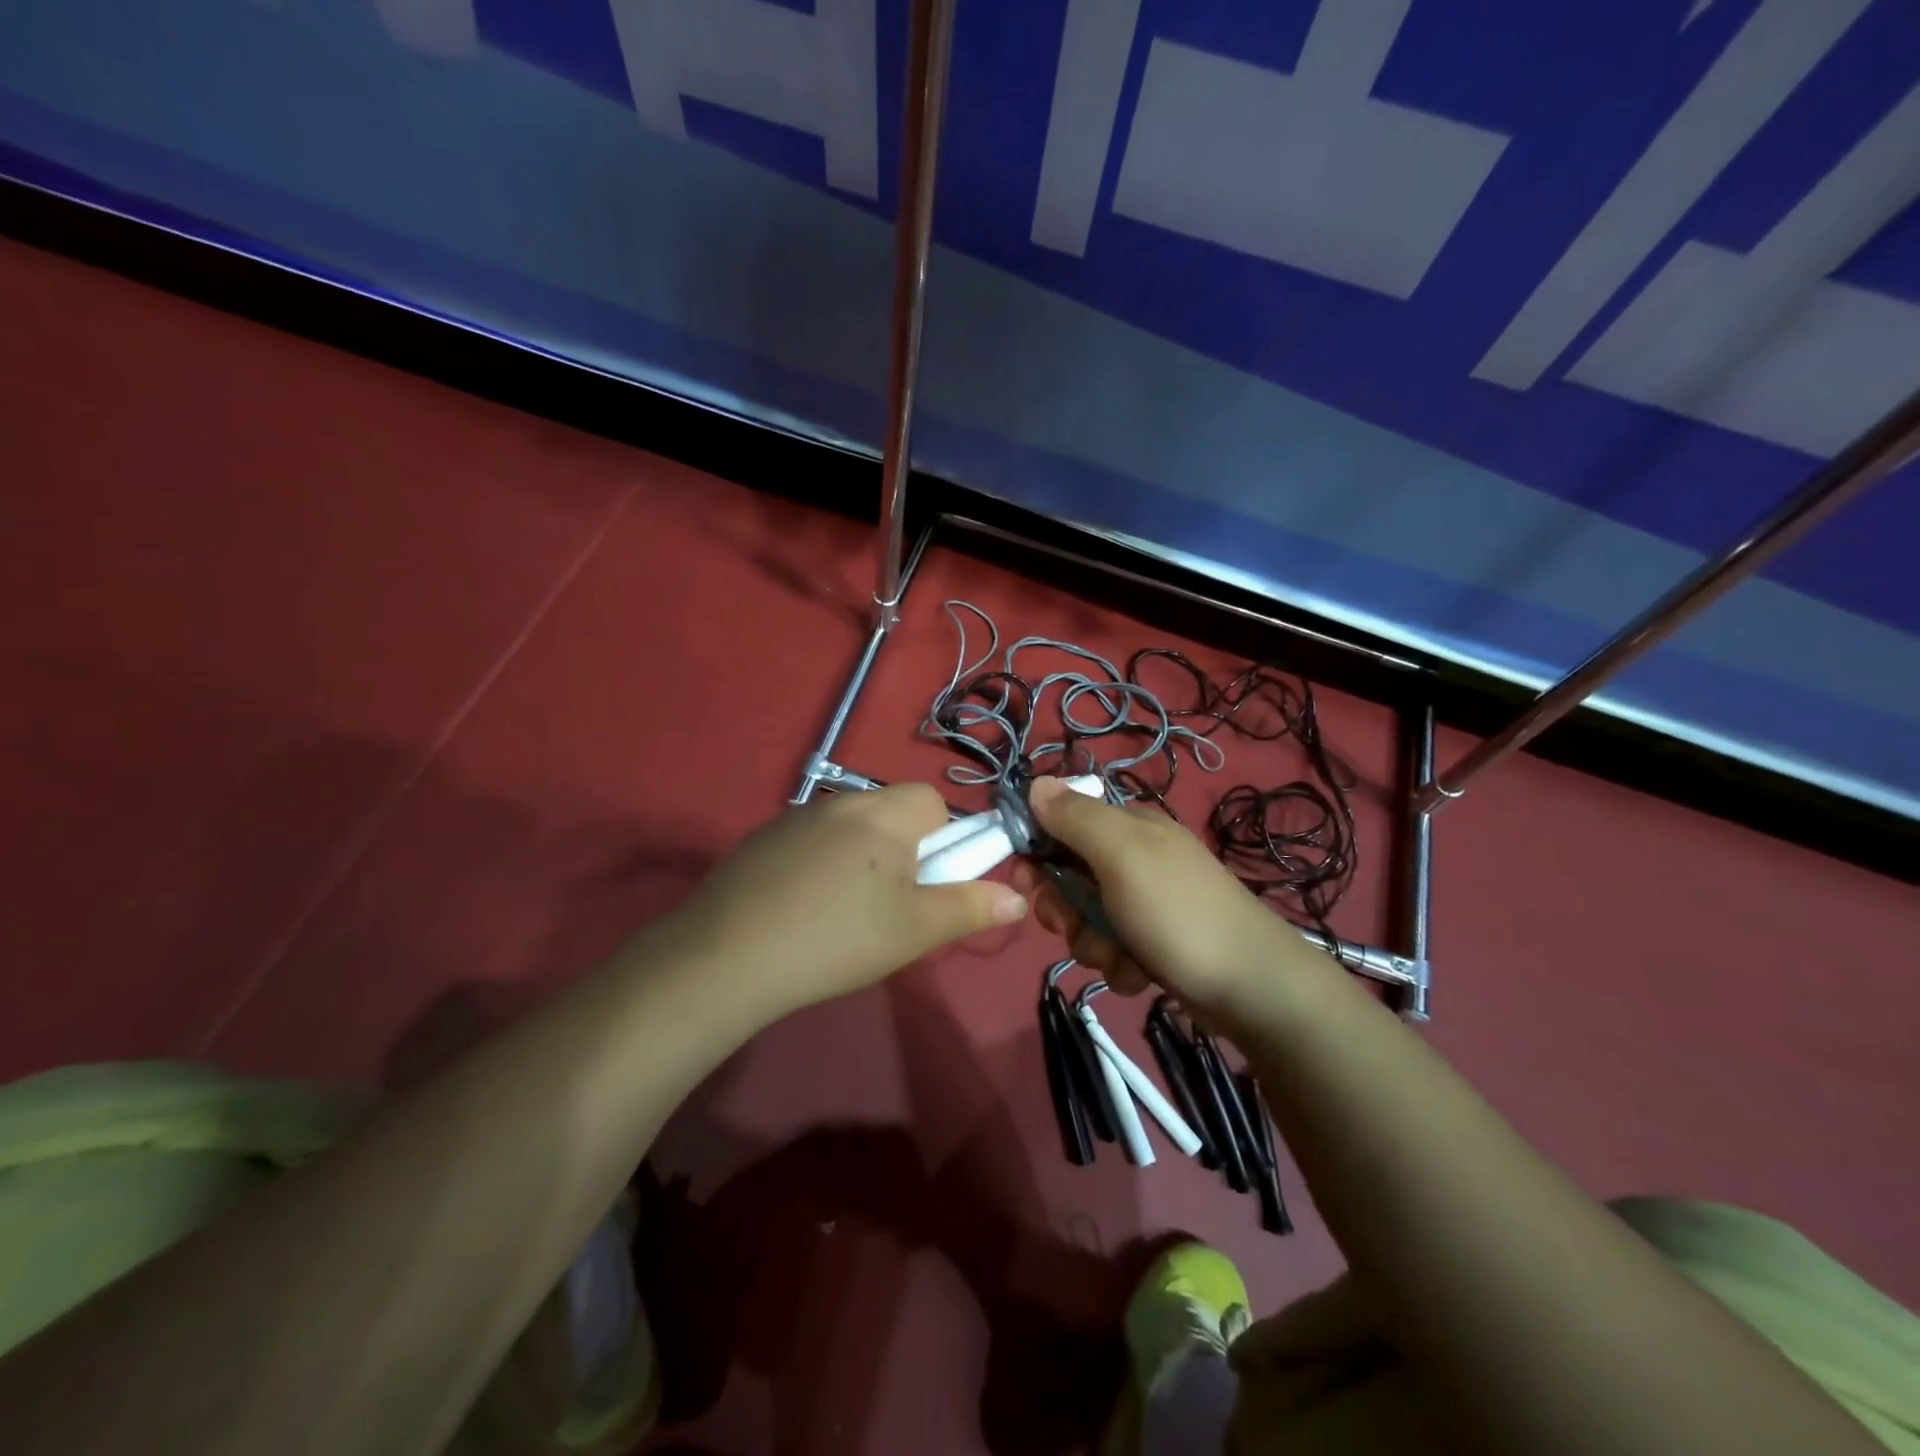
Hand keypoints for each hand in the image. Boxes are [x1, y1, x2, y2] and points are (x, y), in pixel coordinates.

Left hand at [663, 784, 1027, 1021]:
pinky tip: (803, 909)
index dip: (942, 839)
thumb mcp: (914, 931)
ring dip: (861, 857)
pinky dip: (820, 865)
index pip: (933, 801)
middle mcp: (840, 801)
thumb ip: (969, 908)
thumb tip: (1018, 898)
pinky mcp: (762, 839)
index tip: (928, 881)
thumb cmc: (837, 939)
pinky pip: (811, 841)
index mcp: (883, 815)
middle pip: (891, 812)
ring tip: (844, 913)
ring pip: (850, 828)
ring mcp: (794, 817)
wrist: (726, 956)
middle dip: (903, 850)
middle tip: (891, 904)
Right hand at [1016, 777, 1343, 1031]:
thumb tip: (1036, 782)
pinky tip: (1141, 973)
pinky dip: (1119, 965)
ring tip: (1121, 956)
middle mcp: (1136, 860)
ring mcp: (1146, 904)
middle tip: (1073, 925)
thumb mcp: (1123, 854)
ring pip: (1087, 921)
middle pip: (1069, 878)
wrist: (1251, 987)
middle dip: (1067, 909)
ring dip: (1093, 944)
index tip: (1030, 882)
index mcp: (1130, 828)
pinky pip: (1112, 951)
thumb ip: (1076, 818)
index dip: (1039, 852)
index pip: (1064, 824)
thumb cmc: (1179, 912)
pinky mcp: (1154, 944)